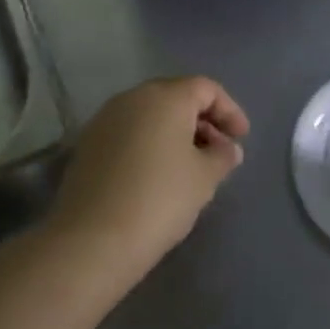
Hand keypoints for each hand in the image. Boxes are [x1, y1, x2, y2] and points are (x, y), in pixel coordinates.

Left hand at [48, 77, 249, 278]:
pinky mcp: (88, 144)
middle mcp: (133, 98)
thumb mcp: (204, 178)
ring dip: (175, 132)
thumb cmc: (160, 199)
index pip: (206, 89)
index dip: (229, 110)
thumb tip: (227, 148)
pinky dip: (149, 144)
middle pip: (176, 97)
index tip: (241, 138)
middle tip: (219, 150)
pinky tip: (158, 174)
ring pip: (150, 115)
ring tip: (191, 165)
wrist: (92, 240)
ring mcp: (105, 119)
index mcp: (165, 97)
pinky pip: (129, 133)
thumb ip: (222, 156)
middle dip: (202, 120)